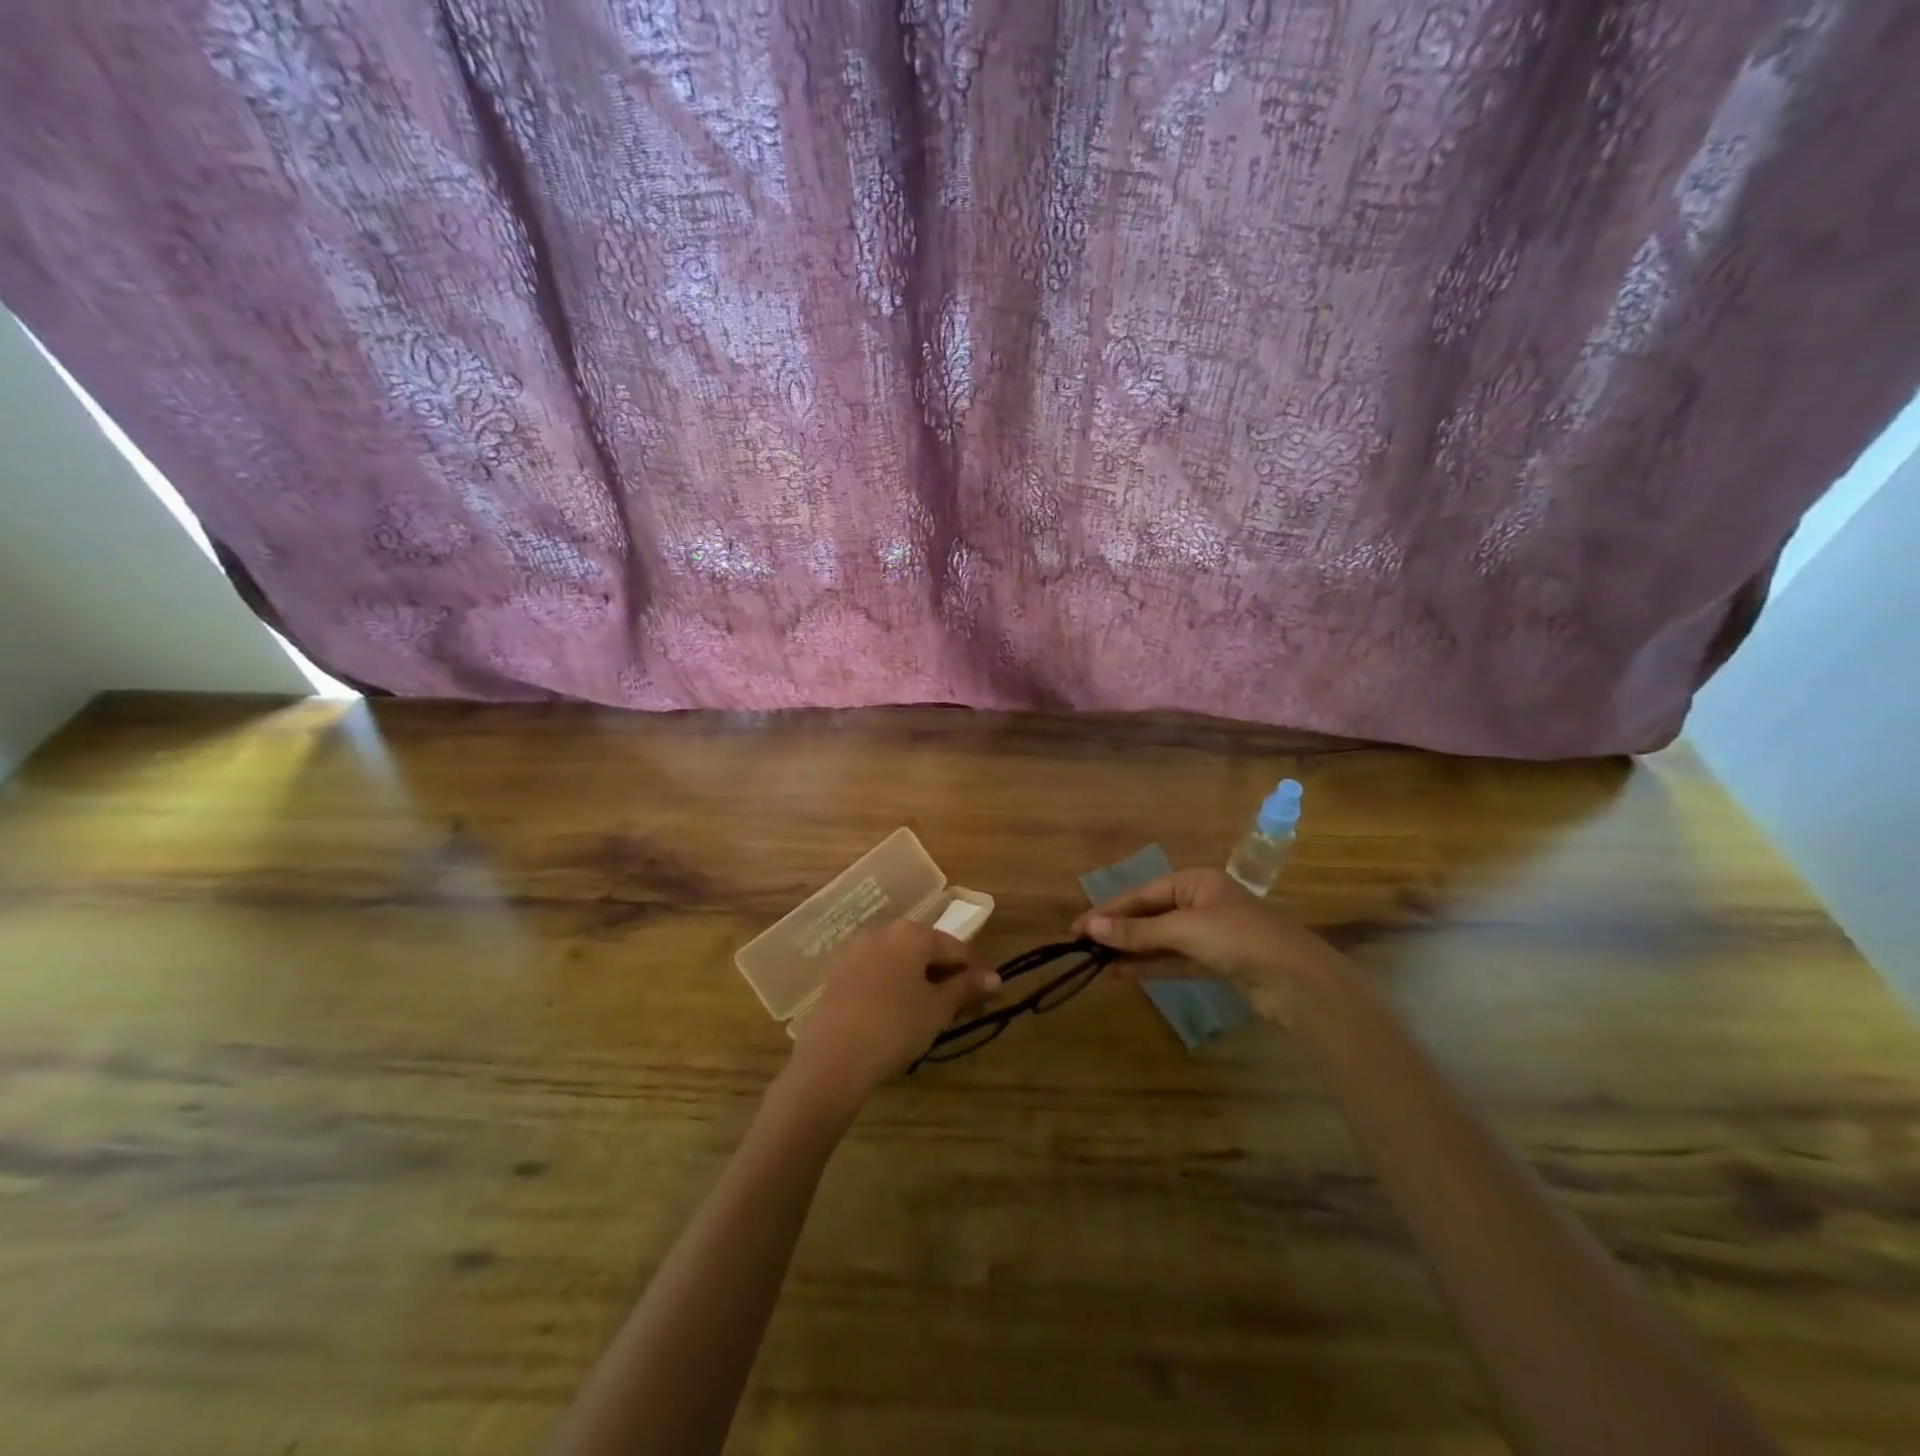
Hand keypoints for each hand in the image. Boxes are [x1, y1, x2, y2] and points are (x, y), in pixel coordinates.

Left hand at [784, 920, 1001, 1111]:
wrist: (834, 1057)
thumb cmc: (896, 1026)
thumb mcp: (939, 1008)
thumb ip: (967, 988)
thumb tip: (995, 978)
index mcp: (912, 933)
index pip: (955, 947)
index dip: (974, 972)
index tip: (986, 997)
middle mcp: (882, 932)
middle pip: (924, 950)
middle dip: (944, 975)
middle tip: (958, 1008)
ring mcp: (855, 951)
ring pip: (898, 961)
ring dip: (917, 980)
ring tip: (927, 1014)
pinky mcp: (837, 974)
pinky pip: (875, 973)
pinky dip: (891, 987)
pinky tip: (895, 1014)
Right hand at [1071, 868, 1343, 1025]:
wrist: (1300, 983)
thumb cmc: (1240, 940)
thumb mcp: (1184, 930)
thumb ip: (1137, 932)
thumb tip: (1090, 928)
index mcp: (1196, 881)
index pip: (1142, 894)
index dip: (1108, 911)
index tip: (1076, 928)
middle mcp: (1201, 902)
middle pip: (1149, 916)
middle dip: (1117, 931)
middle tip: (1081, 947)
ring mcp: (1210, 934)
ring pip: (1160, 941)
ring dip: (1130, 951)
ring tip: (1094, 963)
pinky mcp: (1216, 964)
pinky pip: (1173, 960)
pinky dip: (1149, 966)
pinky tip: (1121, 973)